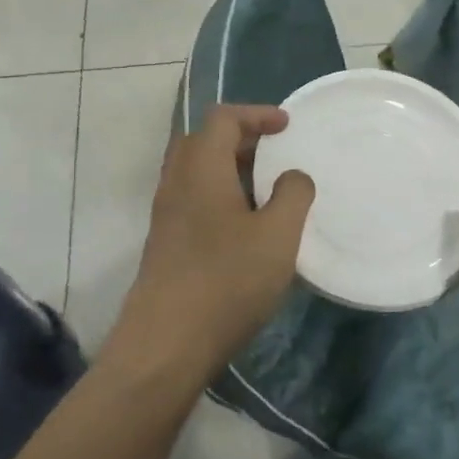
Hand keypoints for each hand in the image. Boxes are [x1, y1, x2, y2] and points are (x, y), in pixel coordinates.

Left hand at [112, 104, 315, 380]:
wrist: (166, 343)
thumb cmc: (226, 281)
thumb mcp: (277, 236)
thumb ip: (293, 195)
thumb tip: (293, 176)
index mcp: (202, 168)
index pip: (223, 118)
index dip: (256, 114)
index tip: (287, 126)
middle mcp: (177, 182)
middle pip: (204, 140)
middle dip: (241, 138)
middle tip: (275, 152)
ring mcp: (166, 214)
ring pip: (196, 171)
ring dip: (230, 168)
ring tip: (267, 189)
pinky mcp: (166, 242)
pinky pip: (193, 198)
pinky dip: (220, 194)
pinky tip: (246, 226)